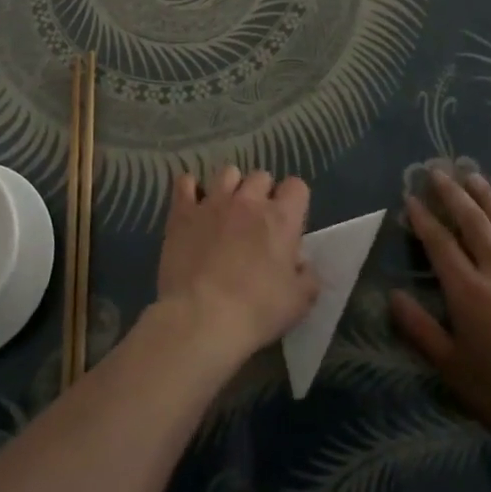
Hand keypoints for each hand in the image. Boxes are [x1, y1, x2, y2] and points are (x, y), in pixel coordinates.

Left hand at [155, 167, 318, 369]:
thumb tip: (301, 264)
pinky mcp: (183, 212)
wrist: (202, 317)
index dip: (294, 200)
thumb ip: (307, 276)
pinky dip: (190, 189)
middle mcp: (248, 201)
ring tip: (226, 209)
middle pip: (261, 176)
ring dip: (231, 187)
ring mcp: (213, 202)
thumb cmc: (257, 311)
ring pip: (227, 173)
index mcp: (281, 219)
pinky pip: (185, 183)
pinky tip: (193, 203)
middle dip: (262, 193)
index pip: (296, 186)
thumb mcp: (299, 302)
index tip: (290, 221)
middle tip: (257, 220)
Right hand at [390, 168, 490, 473]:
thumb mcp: (452, 370)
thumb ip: (420, 330)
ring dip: (489, 197)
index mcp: (469, 292)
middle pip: (473, 222)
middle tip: (438, 172)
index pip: (440, 243)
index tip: (411, 198)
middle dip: (453, 194)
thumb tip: (393, 296)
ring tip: (474, 176)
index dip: (423, 218)